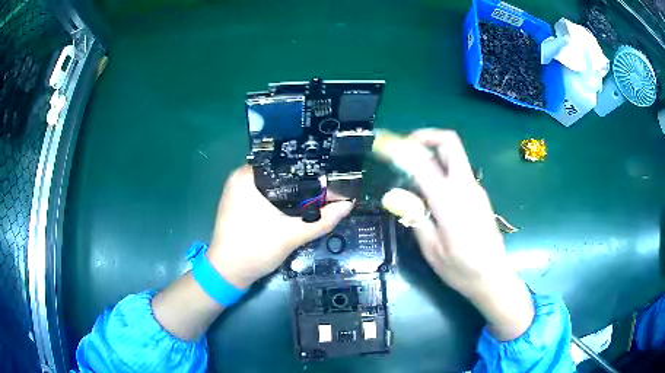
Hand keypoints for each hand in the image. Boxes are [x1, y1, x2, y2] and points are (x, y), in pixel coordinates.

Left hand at [208, 166, 352, 288]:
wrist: (228, 274)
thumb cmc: (254, 250)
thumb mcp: (292, 235)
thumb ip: (322, 220)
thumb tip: (348, 204)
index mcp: (246, 176)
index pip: (283, 161)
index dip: (307, 167)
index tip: (328, 174)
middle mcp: (239, 178)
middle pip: (279, 173)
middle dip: (302, 181)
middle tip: (326, 187)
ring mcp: (237, 192)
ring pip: (272, 185)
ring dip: (291, 192)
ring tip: (316, 195)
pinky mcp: (238, 205)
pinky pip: (264, 196)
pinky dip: (279, 200)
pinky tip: (296, 208)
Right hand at [407, 129, 533, 340]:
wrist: (494, 277)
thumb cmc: (462, 269)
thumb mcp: (432, 249)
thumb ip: (415, 217)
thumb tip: (394, 195)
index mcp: (450, 201)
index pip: (423, 162)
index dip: (402, 149)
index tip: (385, 147)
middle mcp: (465, 186)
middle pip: (449, 142)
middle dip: (426, 136)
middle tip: (405, 147)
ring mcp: (475, 189)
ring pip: (455, 155)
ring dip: (432, 152)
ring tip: (411, 171)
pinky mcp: (479, 195)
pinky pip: (458, 171)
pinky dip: (441, 168)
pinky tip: (430, 189)